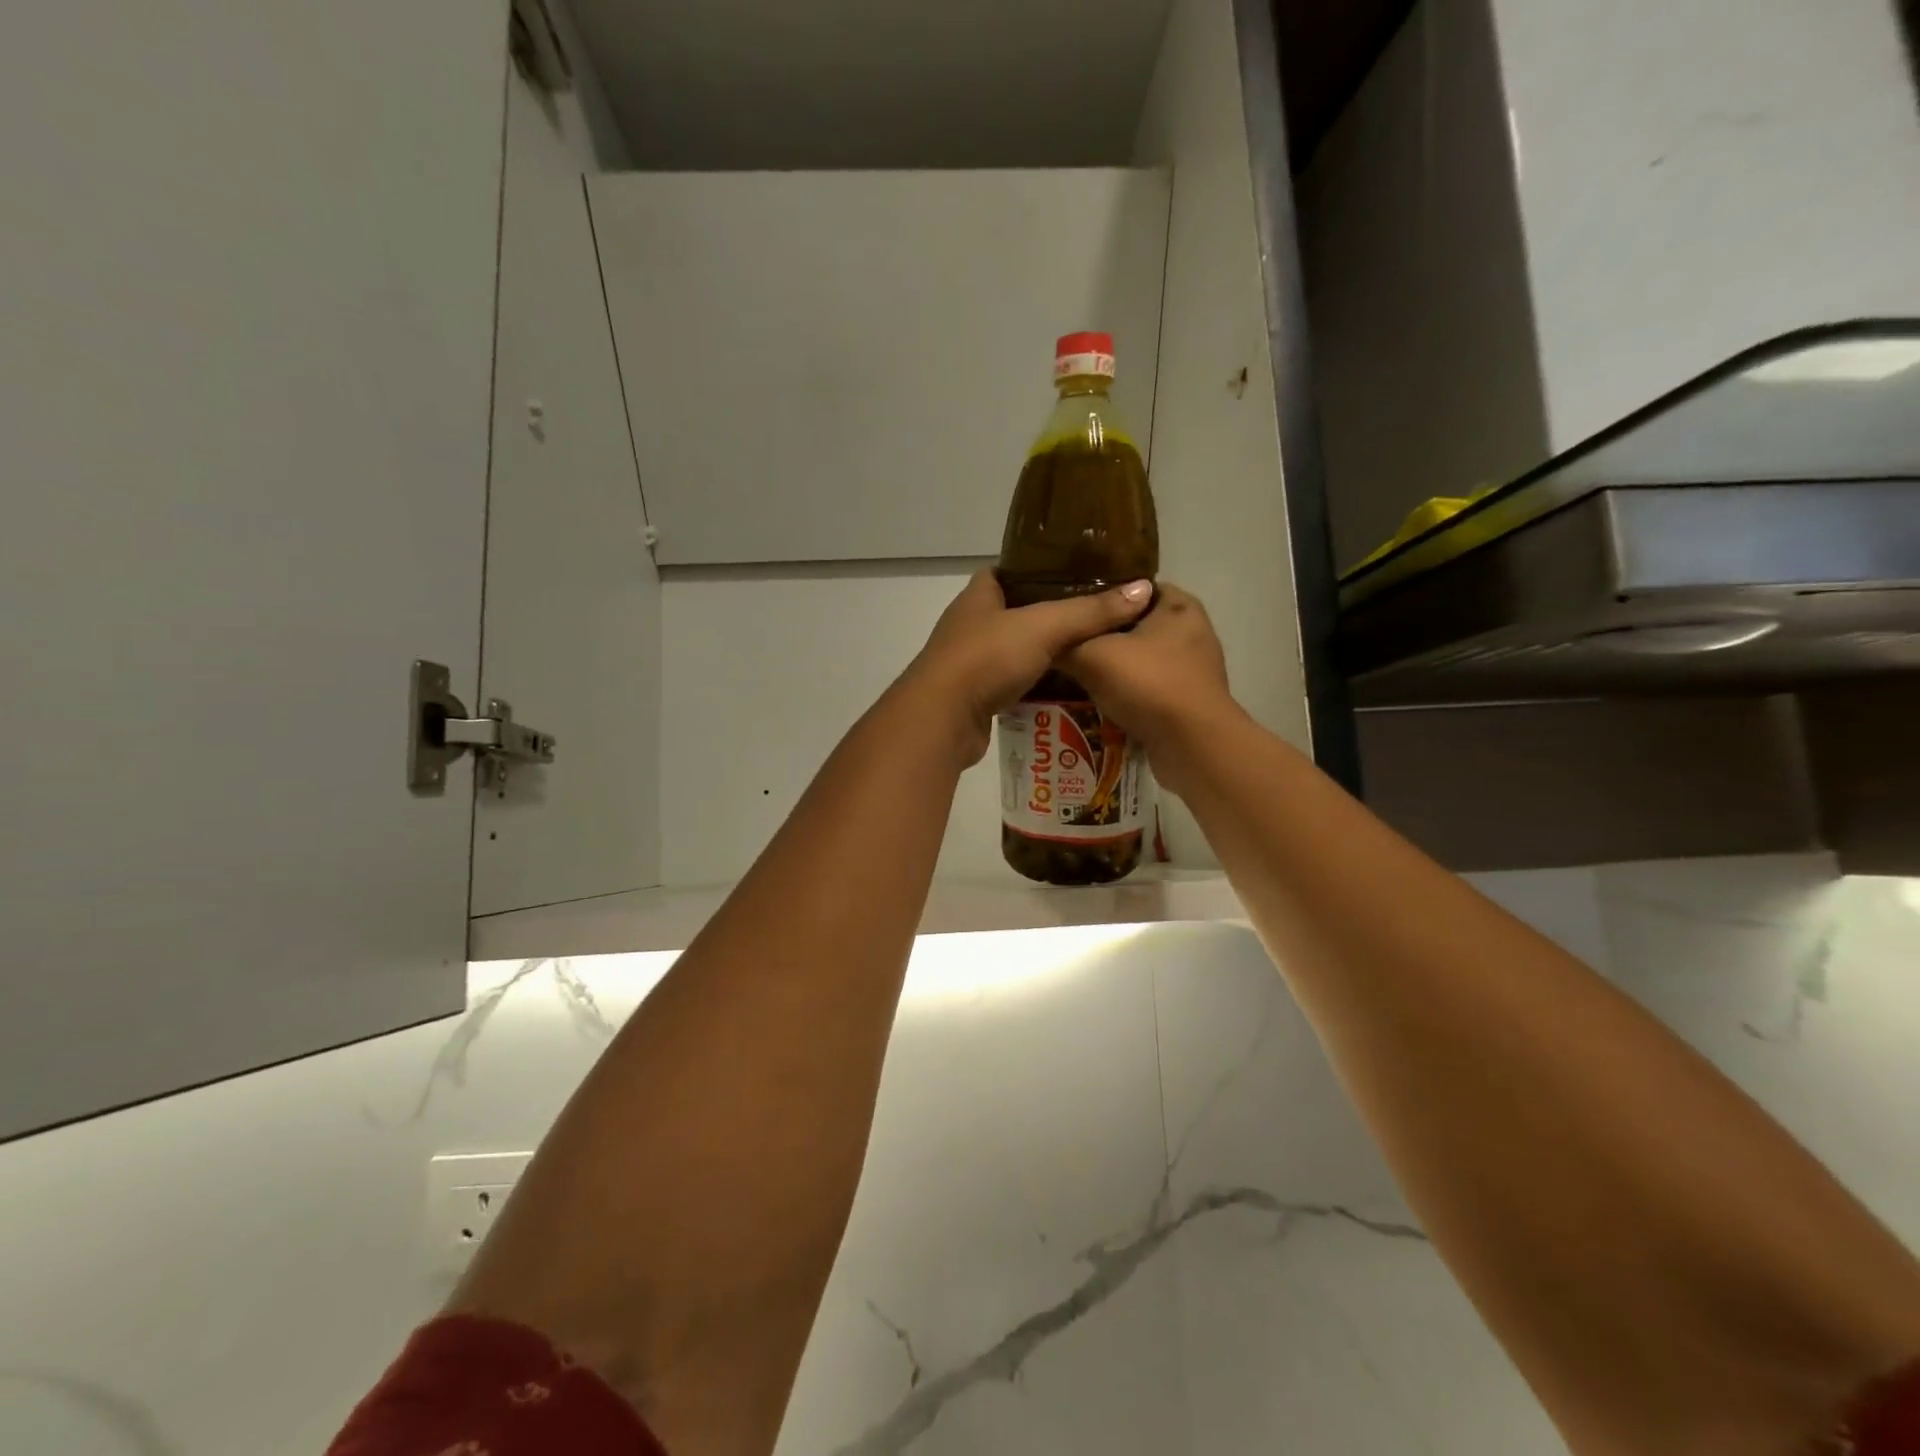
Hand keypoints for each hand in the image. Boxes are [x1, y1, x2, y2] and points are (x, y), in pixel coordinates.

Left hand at [902, 570, 1153, 766]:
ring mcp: (969, 663)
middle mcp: (970, 625)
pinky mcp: (974, 697)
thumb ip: (1091, 611)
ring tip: (1089, 655)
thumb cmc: (986, 658)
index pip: (1008, 572)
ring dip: (1044, 655)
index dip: (1039, 570)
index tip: (1076, 575)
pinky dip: (1034, 687)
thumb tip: (1143, 589)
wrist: (942, 718)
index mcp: (979, 596)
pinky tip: (1065, 691)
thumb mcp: (1044, 627)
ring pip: (1014, 651)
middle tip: (1095, 619)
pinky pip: (1011, 685)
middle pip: (1015, 613)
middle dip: (1050, 616)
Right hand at [1060, 583, 1233, 789]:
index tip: (1071, 609)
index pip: (1135, 587)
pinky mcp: (1190, 701)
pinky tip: (1101, 702)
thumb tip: (1046, 639)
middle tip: (1068, 644)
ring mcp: (1195, 669)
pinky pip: (1151, 688)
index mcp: (1178, 605)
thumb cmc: (1147, 684)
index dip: (1102, 595)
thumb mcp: (1092, 656)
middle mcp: (1192, 631)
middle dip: (1105, 635)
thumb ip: (1068, 641)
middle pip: (1137, 625)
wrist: (1192, 745)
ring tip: (1078, 675)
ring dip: (1115, 668)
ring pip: (1143, 659)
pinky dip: (1129, 694)